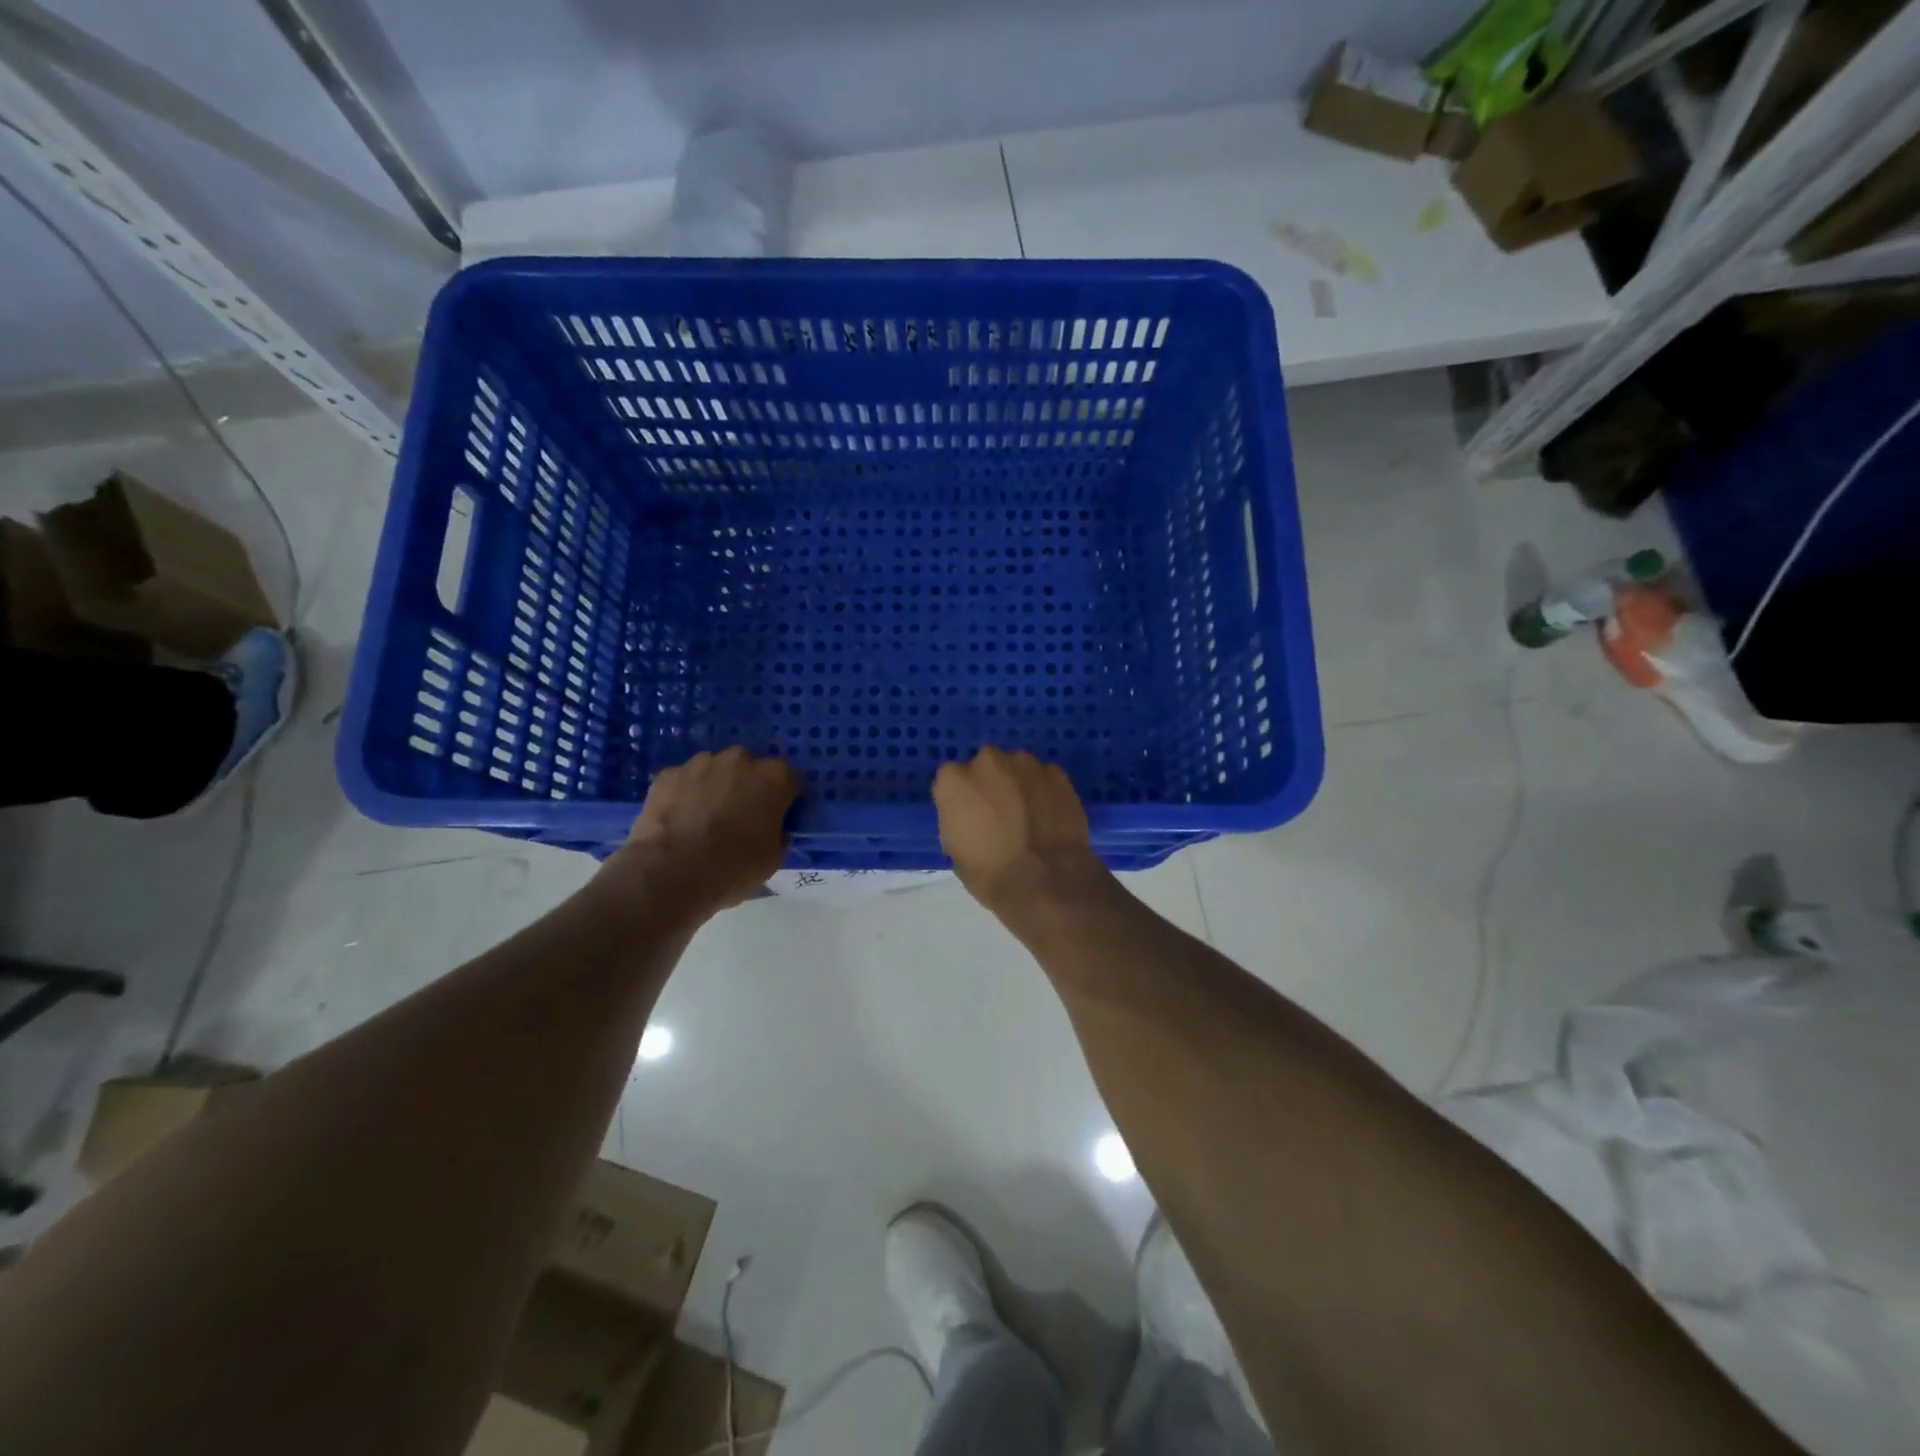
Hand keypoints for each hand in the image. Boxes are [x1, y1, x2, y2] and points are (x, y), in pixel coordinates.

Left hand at [606, 747, 799, 913]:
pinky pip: (685, 781)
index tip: (780, 817)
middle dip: (749, 787)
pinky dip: (686, 794)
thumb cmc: (732, 868)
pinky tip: (680, 820)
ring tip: (706, 818)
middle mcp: (739, 760)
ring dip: (716, 787)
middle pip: (751, 768)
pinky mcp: (667, 774)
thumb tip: (770, 828)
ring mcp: (700, 764)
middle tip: (742, 817)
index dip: (786, 799)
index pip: (790, 780)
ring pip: (715, 770)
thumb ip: (777, 834)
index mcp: (773, 778)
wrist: (669, 875)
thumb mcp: (773, 859)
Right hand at [932, 747, 1111, 918]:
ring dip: (1019, 784)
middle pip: (986, 766)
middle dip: (992, 784)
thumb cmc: (990, 874)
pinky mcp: (1057, 774)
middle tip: (1000, 813)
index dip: (962, 798)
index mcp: (955, 780)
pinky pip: (1045, 778)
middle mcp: (988, 761)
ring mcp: (1026, 764)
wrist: (1045, 883)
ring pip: (1017, 768)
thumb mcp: (955, 850)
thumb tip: (970, 813)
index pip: (952, 779)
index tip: (971, 816)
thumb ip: (958, 818)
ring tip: (1029, 815)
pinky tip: (1050, 816)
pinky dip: (1045, 791)